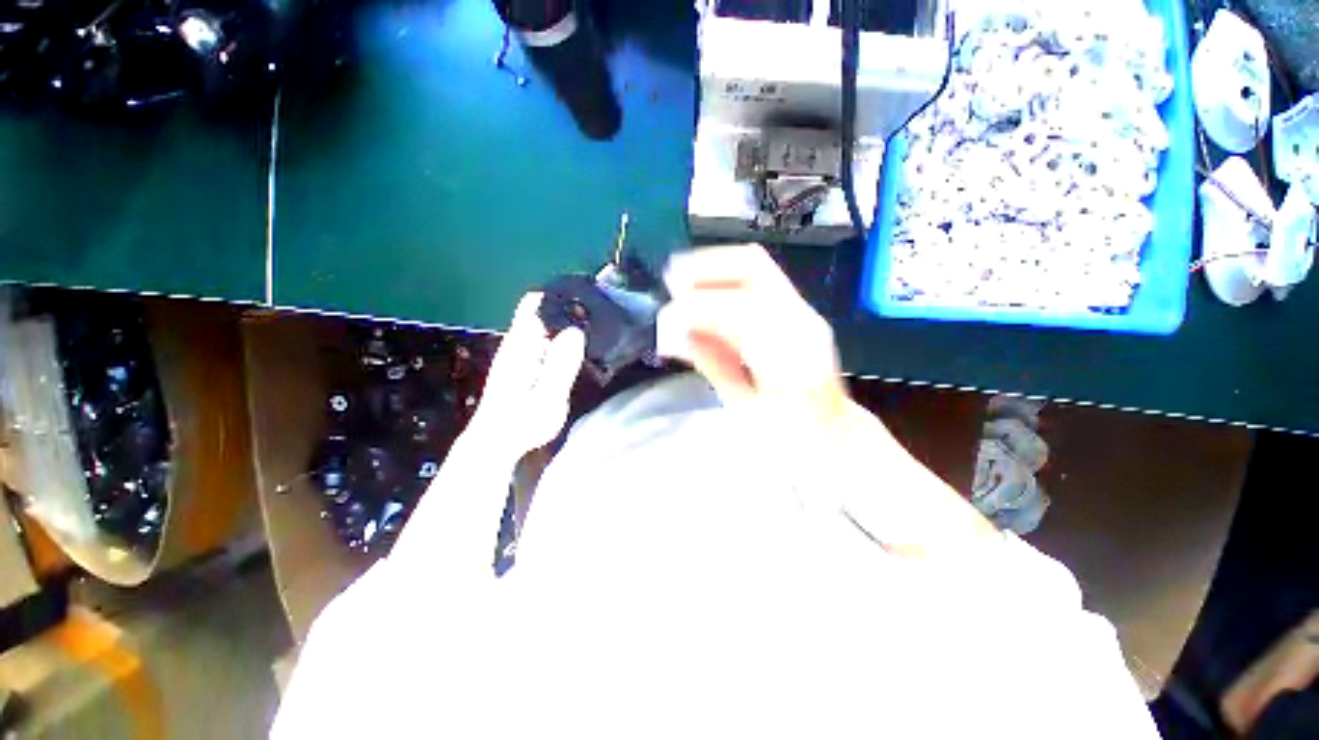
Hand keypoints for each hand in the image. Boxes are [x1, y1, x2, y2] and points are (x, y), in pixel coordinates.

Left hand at [468, 293, 585, 458]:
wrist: (498, 442)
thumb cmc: (522, 422)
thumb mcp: (547, 396)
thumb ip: (560, 365)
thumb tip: (575, 332)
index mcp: (521, 344)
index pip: (535, 303)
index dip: (559, 294)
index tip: (586, 295)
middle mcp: (519, 342)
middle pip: (543, 311)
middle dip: (570, 309)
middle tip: (601, 313)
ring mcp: (521, 352)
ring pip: (547, 326)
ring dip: (569, 324)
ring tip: (597, 327)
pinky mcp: (526, 363)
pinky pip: (547, 341)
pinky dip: (564, 339)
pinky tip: (581, 348)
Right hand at [657, 244, 849, 435]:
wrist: (830, 430)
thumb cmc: (787, 432)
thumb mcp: (743, 408)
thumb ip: (712, 364)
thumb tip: (674, 335)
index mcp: (791, 356)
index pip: (738, 312)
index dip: (695, 310)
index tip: (665, 322)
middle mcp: (802, 320)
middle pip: (751, 266)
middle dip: (703, 269)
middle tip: (670, 283)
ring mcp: (802, 309)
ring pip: (753, 264)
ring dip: (711, 269)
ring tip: (679, 284)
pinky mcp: (796, 308)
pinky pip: (756, 277)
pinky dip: (723, 279)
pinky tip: (702, 292)